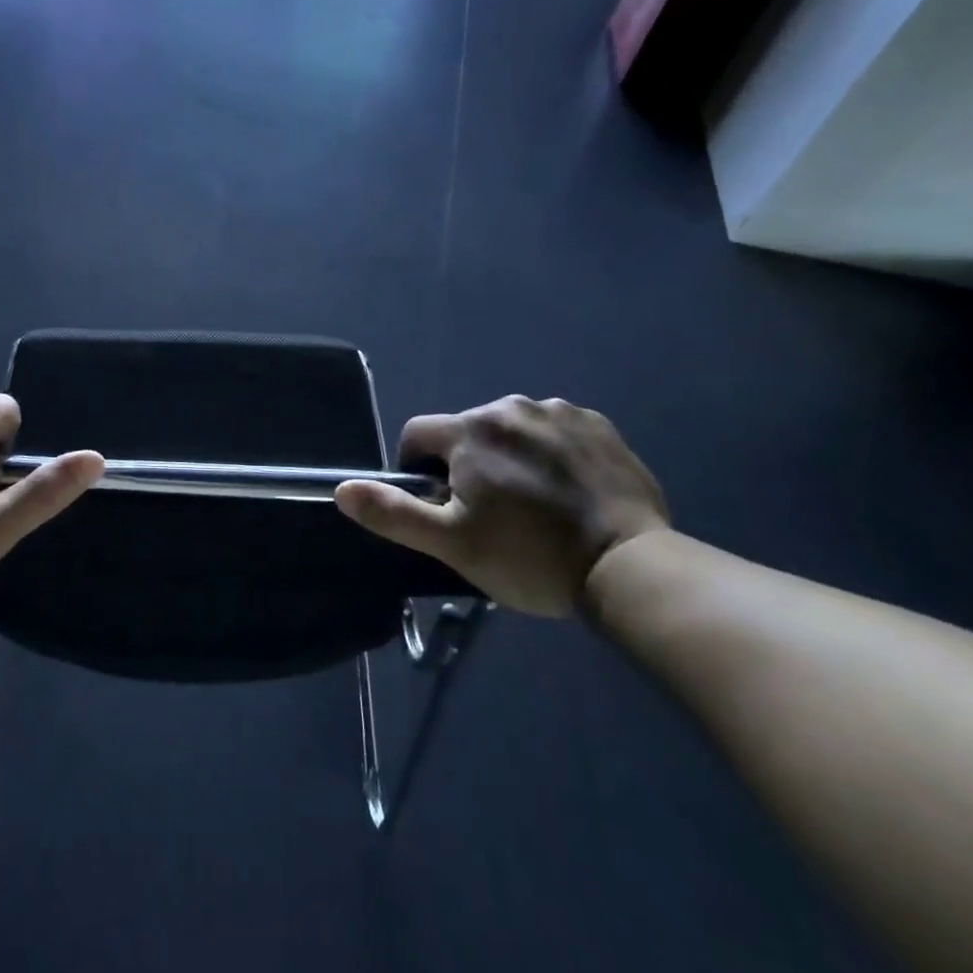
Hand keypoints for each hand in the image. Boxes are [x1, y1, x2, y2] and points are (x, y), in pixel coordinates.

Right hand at [334, 396, 668, 615]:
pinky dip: (550, 453)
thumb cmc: (530, 557)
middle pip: (466, 431)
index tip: (442, 506)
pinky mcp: (597, 424)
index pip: (418, 435)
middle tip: (491, 515)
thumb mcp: (452, 544)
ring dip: (509, 456)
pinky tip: (568, 491)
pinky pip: (554, 430)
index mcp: (471, 430)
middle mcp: (510, 406)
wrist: (631, 566)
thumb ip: (393, 513)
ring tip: (534, 506)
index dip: (418, 470)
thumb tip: (342, 489)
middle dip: (466, 464)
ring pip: (511, 429)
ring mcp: (559, 411)